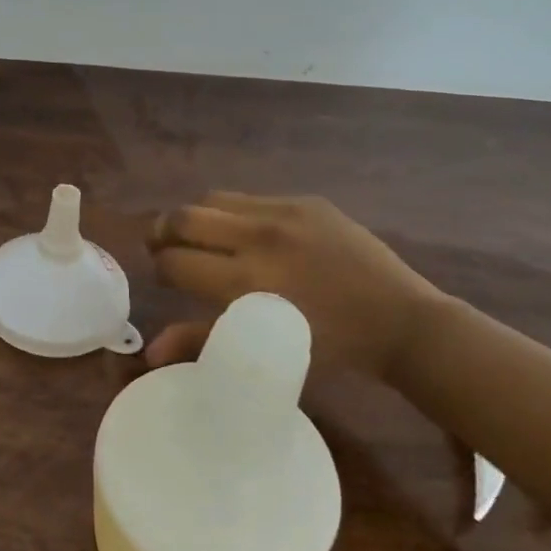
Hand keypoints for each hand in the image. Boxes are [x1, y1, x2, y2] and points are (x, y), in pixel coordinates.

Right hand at [145, 193, 444, 379]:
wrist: (400, 320)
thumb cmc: (330, 347)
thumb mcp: (264, 349)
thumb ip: (202, 342)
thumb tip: (150, 352)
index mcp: (246, 282)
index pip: (175, 261)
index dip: (159, 268)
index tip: (164, 276)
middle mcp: (258, 238)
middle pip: (183, 218)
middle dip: (162, 231)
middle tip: (163, 246)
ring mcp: (283, 213)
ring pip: (212, 200)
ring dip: (196, 218)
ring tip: (201, 236)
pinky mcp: (305, 201)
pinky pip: (250, 198)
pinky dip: (233, 213)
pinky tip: (245, 232)